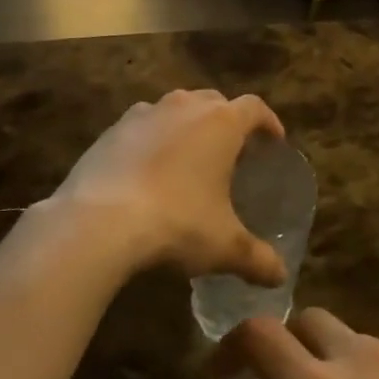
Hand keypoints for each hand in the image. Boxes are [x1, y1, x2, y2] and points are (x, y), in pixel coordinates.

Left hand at [46, 88, 286, 284]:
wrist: (98, 222)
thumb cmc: (176, 223)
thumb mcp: (224, 246)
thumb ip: (257, 259)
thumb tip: (280, 277)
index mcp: (220, 123)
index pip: (254, 108)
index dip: (268, 122)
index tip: (274, 141)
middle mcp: (184, 107)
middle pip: (214, 101)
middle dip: (226, 120)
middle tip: (232, 152)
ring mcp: (143, 114)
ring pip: (175, 108)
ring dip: (187, 126)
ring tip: (189, 159)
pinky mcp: (110, 131)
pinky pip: (141, 126)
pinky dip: (151, 139)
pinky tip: (147, 170)